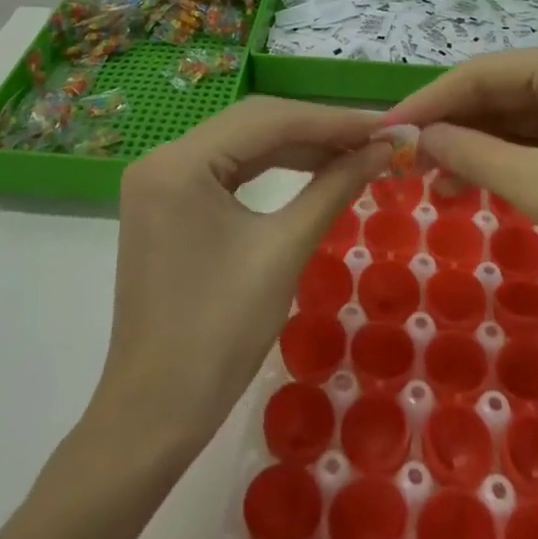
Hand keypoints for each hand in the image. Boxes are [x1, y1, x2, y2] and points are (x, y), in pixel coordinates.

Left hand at [92, 96, 388, 450]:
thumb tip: (382, 149)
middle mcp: (163, 157)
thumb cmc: (219, 337)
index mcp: (180, 163)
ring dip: (299, 146)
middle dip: (317, 129)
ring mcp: (162, 179)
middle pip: (254, 124)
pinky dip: (273, 166)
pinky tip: (313, 167)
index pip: (268, 121)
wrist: (154, 417)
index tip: (383, 124)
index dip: (331, 120)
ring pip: (243, 143)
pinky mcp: (169, 200)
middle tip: (374, 136)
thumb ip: (333, 188)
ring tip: (354, 151)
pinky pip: (229, 167)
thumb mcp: (283, 251)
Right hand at [381, 40, 537, 321]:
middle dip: (453, 128)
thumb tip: (418, 139)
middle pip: (498, 94)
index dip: (430, 102)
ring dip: (476, 150)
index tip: (387, 130)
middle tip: (405, 162)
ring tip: (434, 186)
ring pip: (516, 121)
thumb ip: (473, 156)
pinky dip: (507, 164)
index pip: (480, 73)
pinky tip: (477, 187)